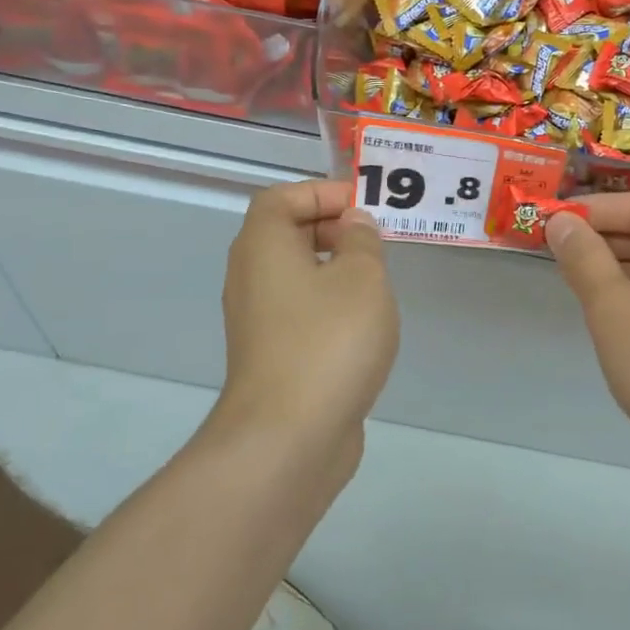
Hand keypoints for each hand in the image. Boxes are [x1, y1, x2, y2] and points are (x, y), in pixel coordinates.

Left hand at [217, 180, 398, 459]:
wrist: (289, 436)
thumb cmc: (329, 340)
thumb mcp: (362, 277)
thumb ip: (361, 240)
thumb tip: (353, 224)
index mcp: (264, 247)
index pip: (281, 197)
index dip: (321, 192)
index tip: (363, 208)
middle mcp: (251, 278)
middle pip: (286, 234)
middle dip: (332, 229)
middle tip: (375, 242)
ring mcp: (259, 321)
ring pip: (296, 276)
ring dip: (335, 270)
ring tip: (377, 283)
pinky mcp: (273, 356)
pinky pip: (301, 312)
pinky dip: (329, 306)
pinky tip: (364, 327)